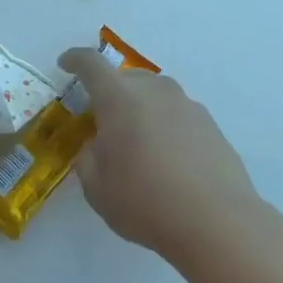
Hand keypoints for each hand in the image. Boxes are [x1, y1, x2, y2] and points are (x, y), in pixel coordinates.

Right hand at [58, 49, 269, 272]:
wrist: (216, 222)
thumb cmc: (144, 202)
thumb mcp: (96, 186)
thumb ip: (88, 156)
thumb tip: (98, 144)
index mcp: (120, 99)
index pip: (91, 64)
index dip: (75, 60)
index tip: (66, 64)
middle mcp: (156, 91)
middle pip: (126, 77)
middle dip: (109, 91)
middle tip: (101, 121)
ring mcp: (188, 105)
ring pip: (155, 95)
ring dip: (140, 108)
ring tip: (137, 143)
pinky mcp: (211, 125)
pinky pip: (177, 115)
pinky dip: (165, 126)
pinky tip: (167, 159)